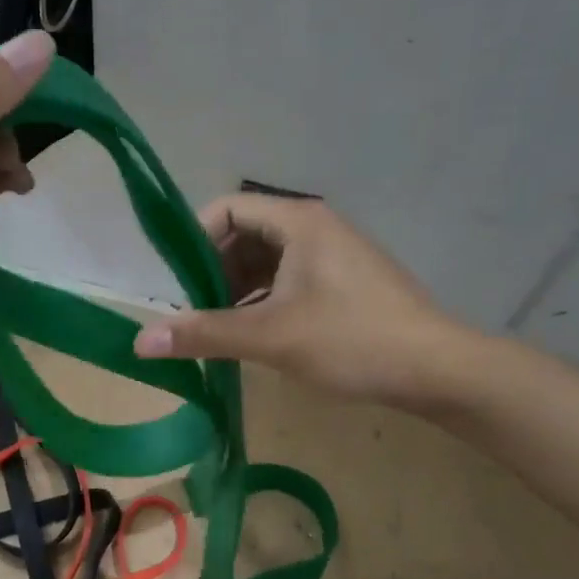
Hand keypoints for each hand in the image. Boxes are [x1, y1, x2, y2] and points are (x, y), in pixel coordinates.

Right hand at [131, 194, 486, 412]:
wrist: (439, 369)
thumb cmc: (352, 339)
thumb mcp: (270, 337)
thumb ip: (203, 333)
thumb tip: (139, 342)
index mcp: (298, 221)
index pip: (226, 209)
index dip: (194, 240)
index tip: (177, 284)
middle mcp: (314, 227)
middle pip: (244, 234)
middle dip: (212, 270)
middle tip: (194, 312)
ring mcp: (332, 254)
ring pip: (265, 260)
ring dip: (235, 289)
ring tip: (217, 328)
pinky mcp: (344, 281)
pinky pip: (288, 279)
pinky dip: (262, 300)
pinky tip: (254, 334)